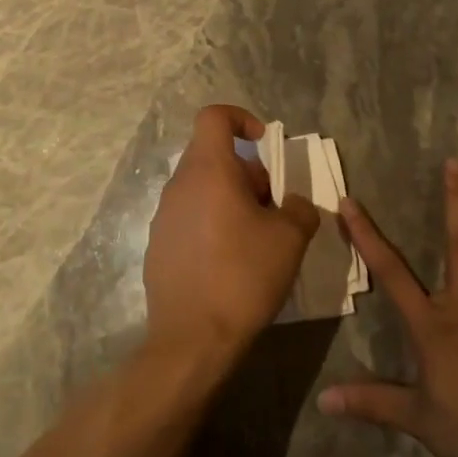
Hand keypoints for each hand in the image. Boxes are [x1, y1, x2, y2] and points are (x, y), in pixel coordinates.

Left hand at [143, 105, 318, 364]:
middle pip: (212, 155)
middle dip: (246, 172)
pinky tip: (229, 262)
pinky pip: (189, 217)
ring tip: (255, 237)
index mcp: (208, 170)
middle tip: (272, 206)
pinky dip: (211, 224)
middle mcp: (179, 184)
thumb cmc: (243, 276)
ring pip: (201, 188)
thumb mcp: (290, 239)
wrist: (192, 339)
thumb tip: (296, 204)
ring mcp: (163, 216)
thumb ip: (300, 209)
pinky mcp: (157, 245)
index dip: (241, 118)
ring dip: (230, 199)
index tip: (264, 144)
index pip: (214, 117)